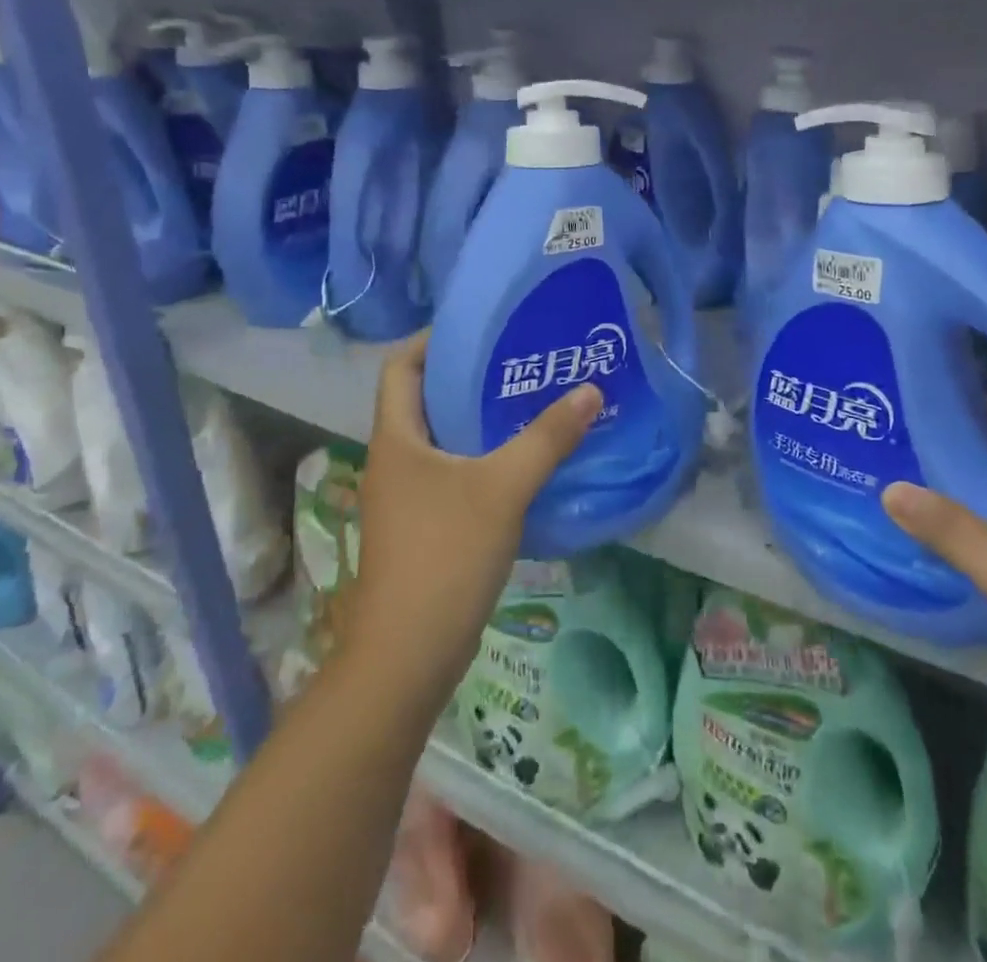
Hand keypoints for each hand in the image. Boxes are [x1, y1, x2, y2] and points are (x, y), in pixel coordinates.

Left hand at [343, 331, 601, 705]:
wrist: (406, 657)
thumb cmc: (444, 555)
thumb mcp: (502, 488)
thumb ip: (547, 437)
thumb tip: (590, 389)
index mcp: (397, 438)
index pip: (401, 366)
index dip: (433, 340)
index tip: (482, 328)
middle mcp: (396, 459)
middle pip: (427, 399)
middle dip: (471, 376)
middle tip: (524, 360)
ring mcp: (408, 496)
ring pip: (445, 439)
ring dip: (483, 419)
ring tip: (534, 401)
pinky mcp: (426, 525)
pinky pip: (456, 473)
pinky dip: (487, 458)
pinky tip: (527, 460)